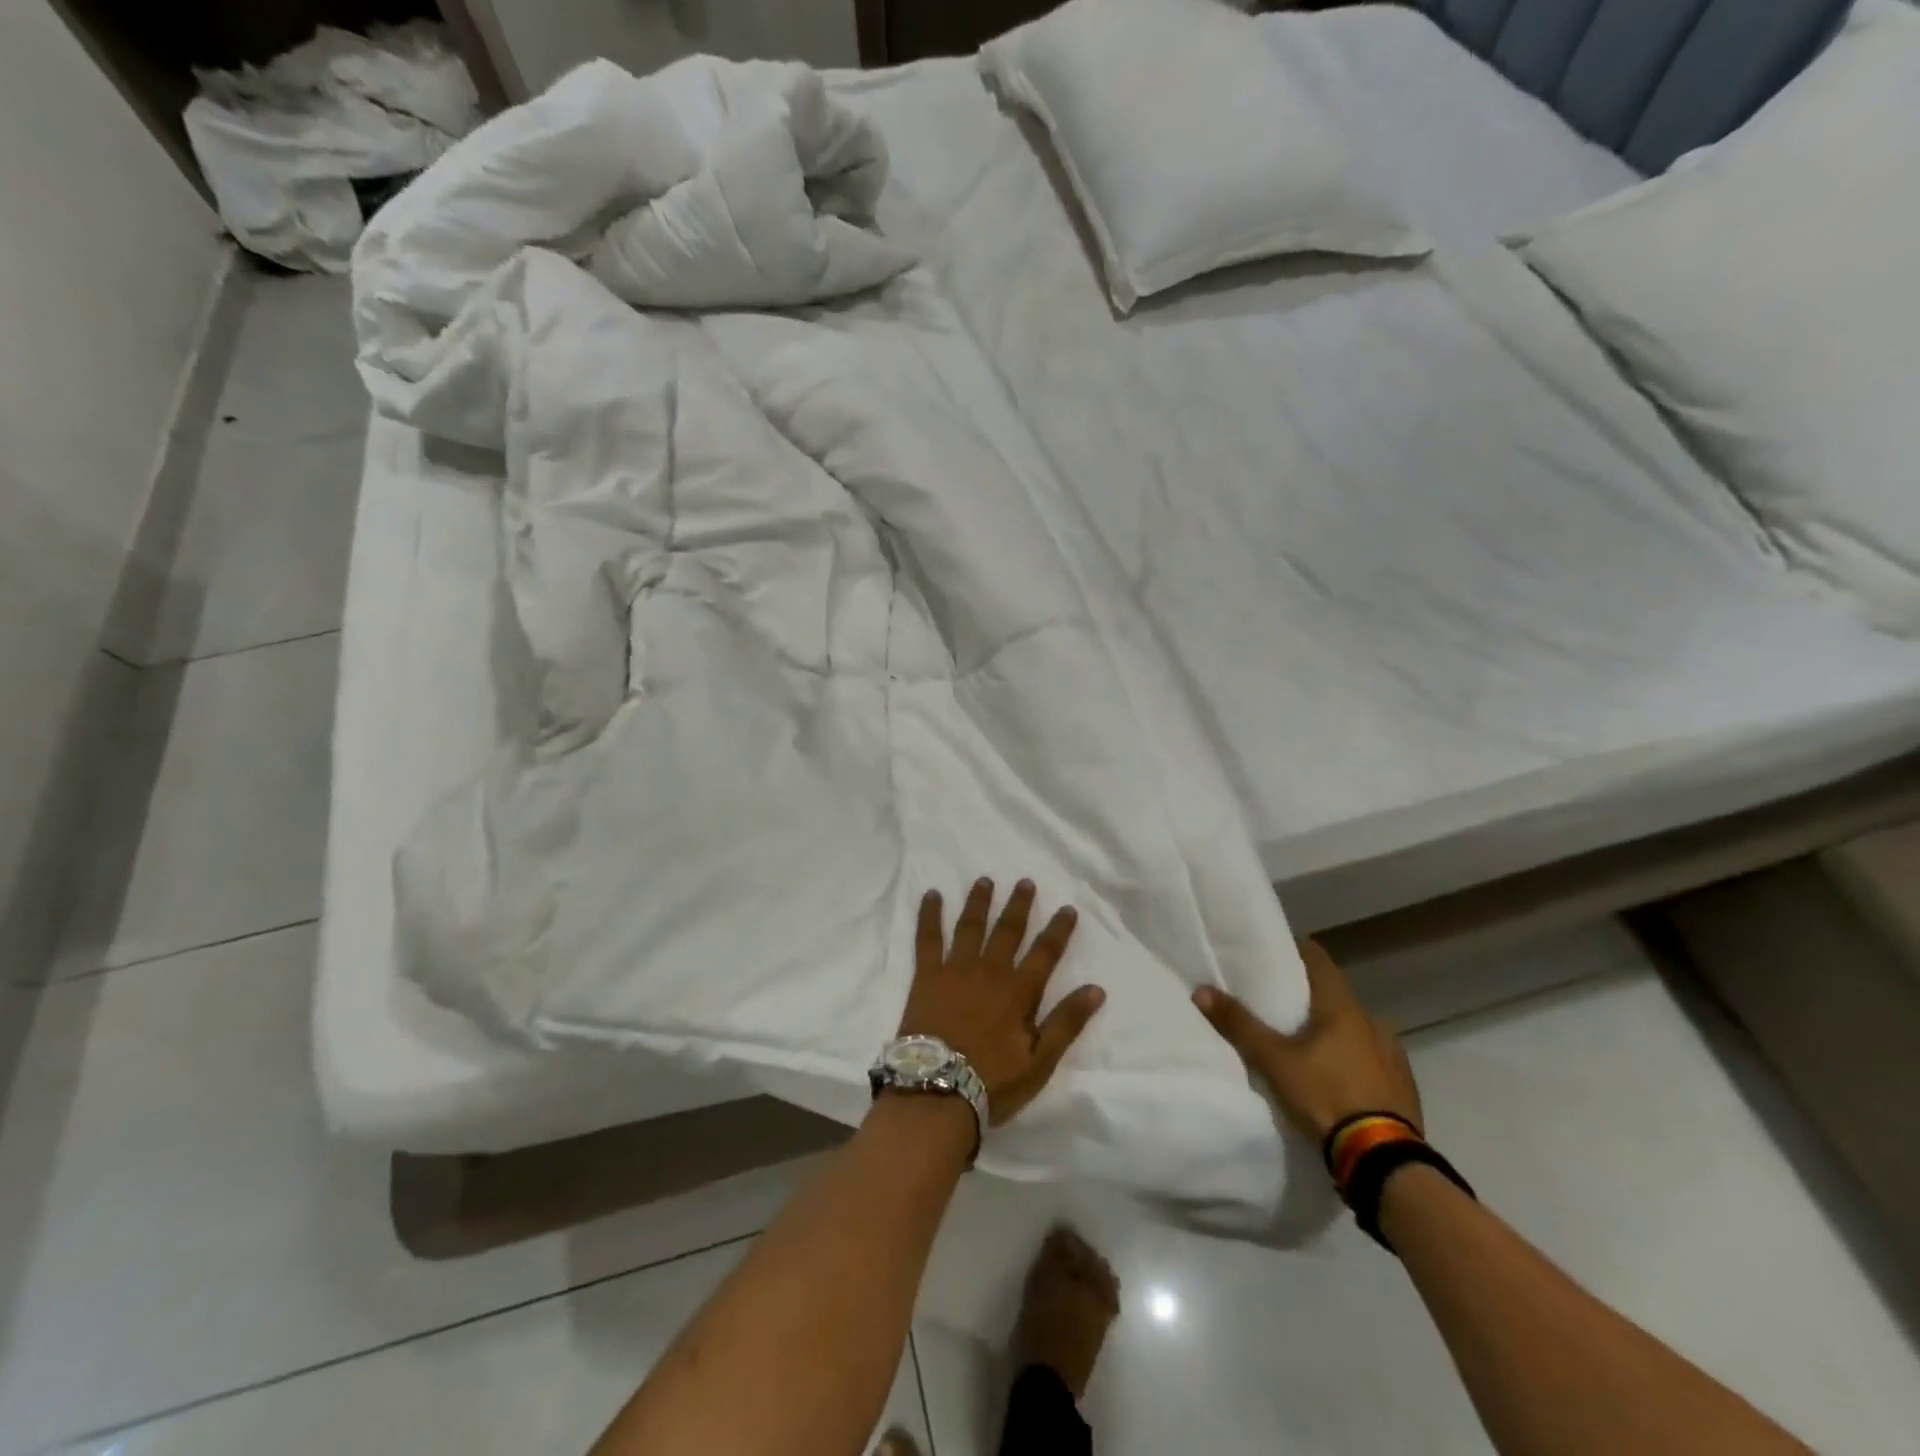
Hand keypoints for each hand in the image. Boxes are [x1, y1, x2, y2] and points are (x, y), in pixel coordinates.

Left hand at [899, 878, 1105, 1125]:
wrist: (936, 1092)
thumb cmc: (992, 1082)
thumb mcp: (1040, 1061)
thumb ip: (1066, 1023)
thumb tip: (1097, 989)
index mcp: (1018, 992)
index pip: (1045, 953)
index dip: (1058, 930)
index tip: (1068, 908)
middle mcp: (989, 972)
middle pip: (1007, 931)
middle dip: (1019, 906)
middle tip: (1025, 882)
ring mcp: (955, 970)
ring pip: (970, 927)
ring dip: (979, 902)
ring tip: (985, 880)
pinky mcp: (926, 977)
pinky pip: (927, 938)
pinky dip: (929, 915)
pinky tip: (931, 895)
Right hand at [1192, 938, 1421, 1144]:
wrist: (1384, 1161)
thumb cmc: (1326, 1096)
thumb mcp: (1274, 1061)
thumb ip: (1239, 1025)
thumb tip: (1201, 990)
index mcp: (1343, 1006)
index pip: (1318, 959)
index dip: (1295, 951)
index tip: (1273, 953)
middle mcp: (1372, 1021)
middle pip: (1335, 995)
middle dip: (1309, 997)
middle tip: (1279, 1004)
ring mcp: (1393, 1054)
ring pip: (1355, 1028)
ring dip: (1333, 1030)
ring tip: (1306, 1044)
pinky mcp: (1403, 1085)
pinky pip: (1372, 1058)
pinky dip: (1353, 1058)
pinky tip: (1337, 1076)